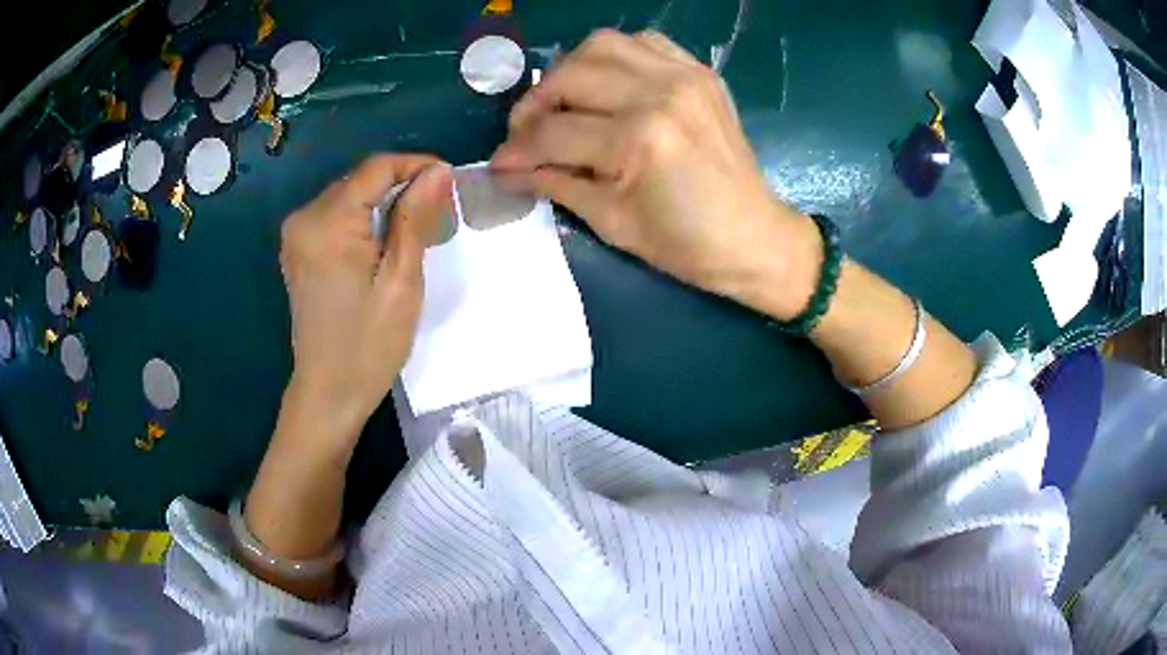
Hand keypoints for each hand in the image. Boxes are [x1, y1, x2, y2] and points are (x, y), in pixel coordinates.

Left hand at [279, 155, 452, 443]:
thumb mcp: (401, 281)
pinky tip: (385, 240)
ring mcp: (296, 234)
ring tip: (418, 226)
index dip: (416, 165)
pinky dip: (364, 218)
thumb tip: (438, 171)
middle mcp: (304, 218)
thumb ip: (415, 218)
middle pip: (360, 179)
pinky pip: (336, 216)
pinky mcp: (298, 249)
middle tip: (439, 209)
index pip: (376, 168)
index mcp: (328, 223)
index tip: (449, 179)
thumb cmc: (369, 345)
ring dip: (384, 202)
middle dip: (401, 184)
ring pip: (350, 195)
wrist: (328, 393)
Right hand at [492, 29, 819, 319]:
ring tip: (562, 103)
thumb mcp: (611, 222)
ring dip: (570, 71)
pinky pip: (643, 42)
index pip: (555, 132)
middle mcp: (660, 93)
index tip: (498, 165)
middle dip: (534, 105)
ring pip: (601, 45)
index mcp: (640, 140)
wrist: (754, 237)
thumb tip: (507, 169)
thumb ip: (555, 184)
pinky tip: (607, 84)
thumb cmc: (686, 245)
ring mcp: (684, 76)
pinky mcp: (700, 72)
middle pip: (570, 77)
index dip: (517, 150)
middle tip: (526, 133)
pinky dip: (614, 57)